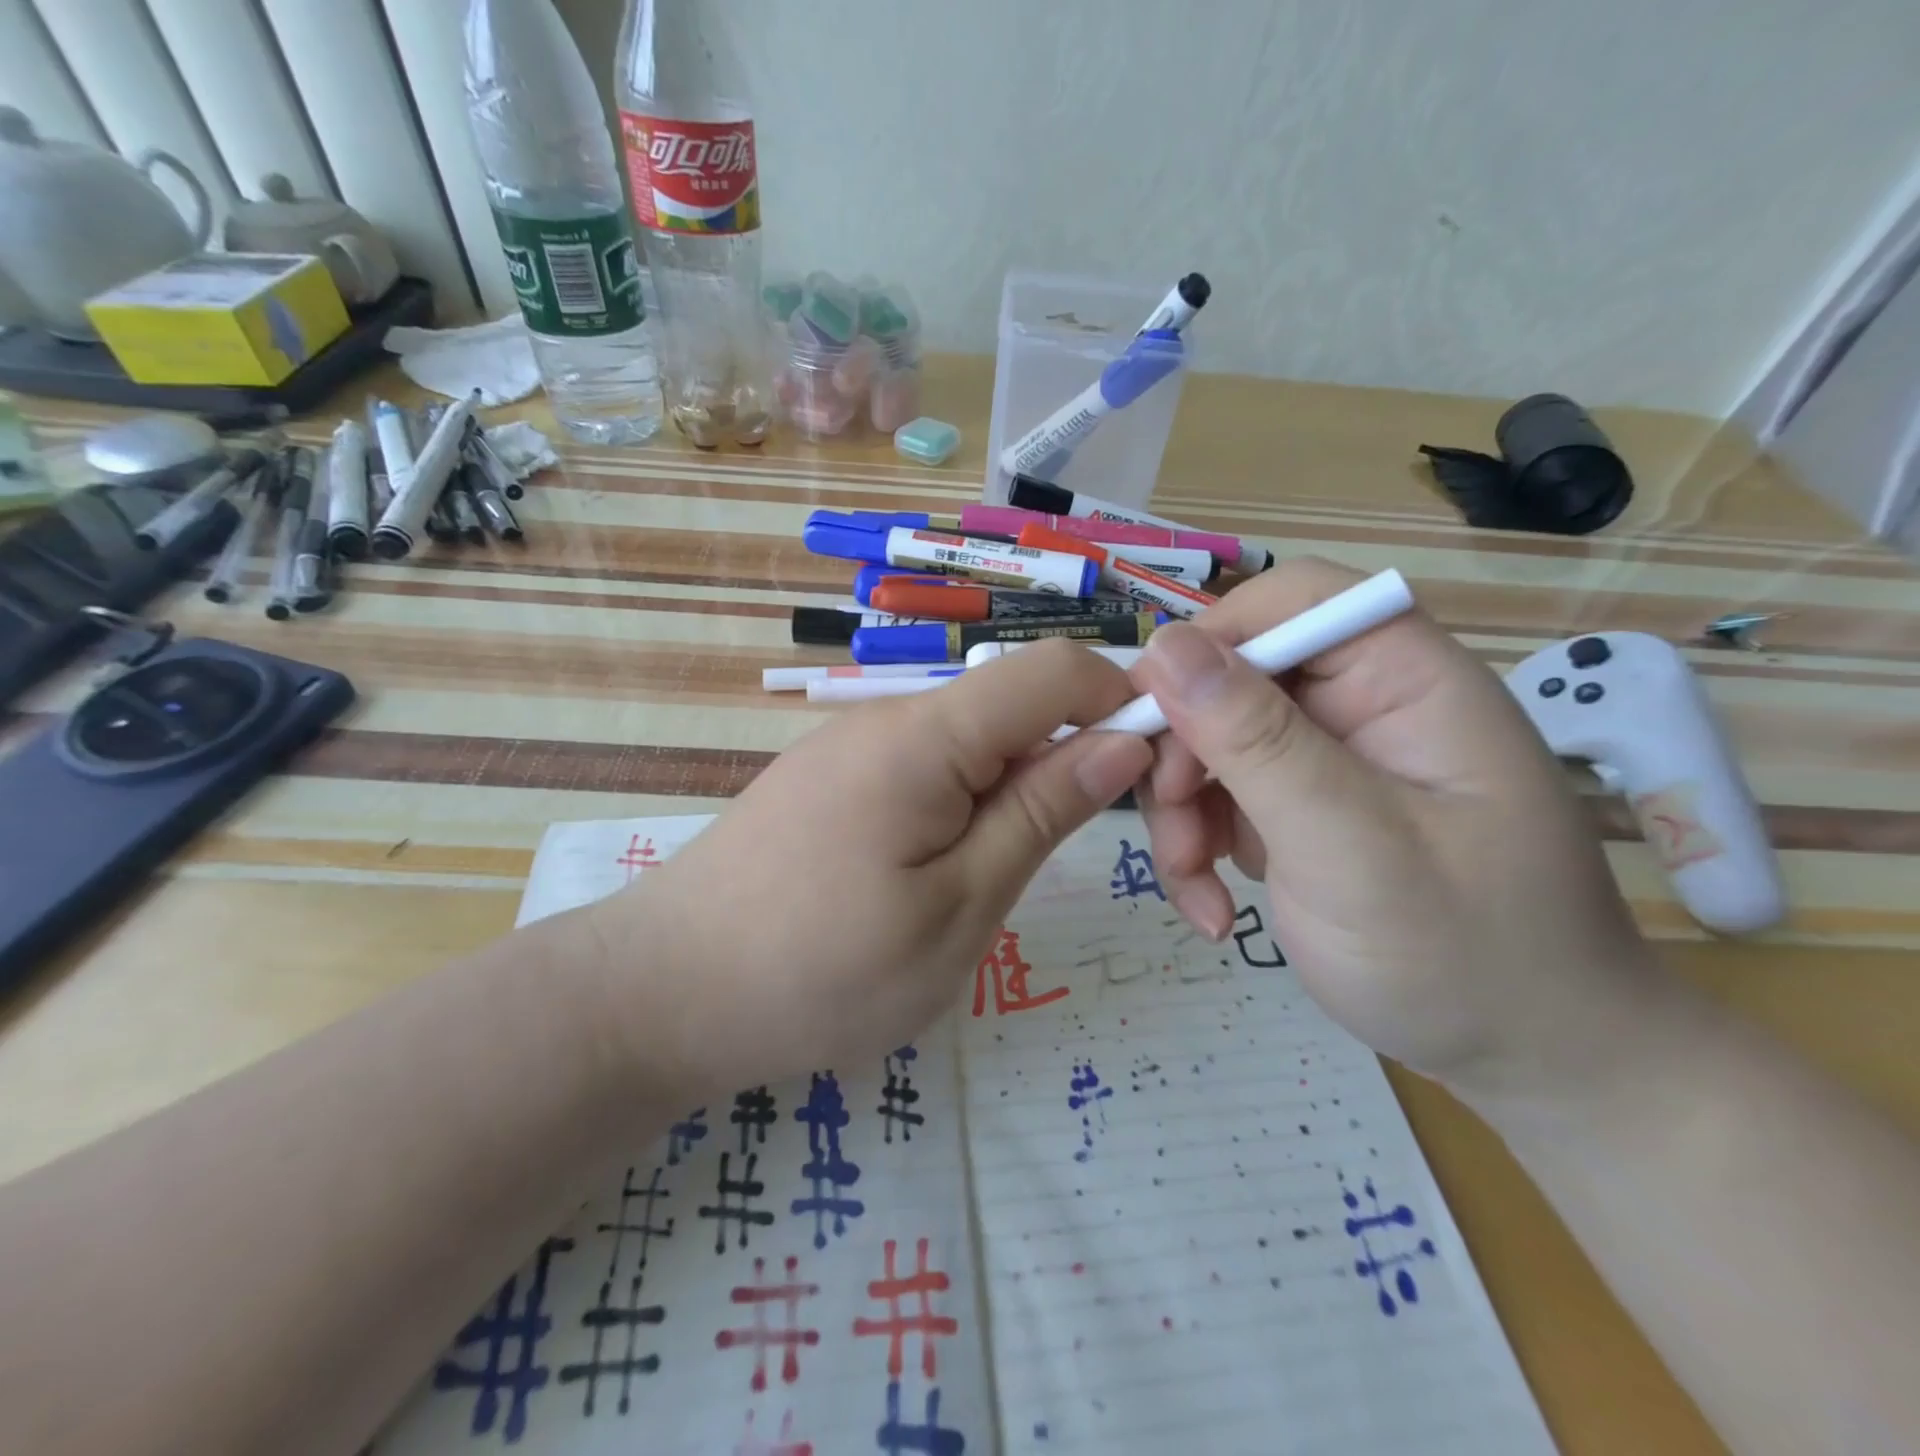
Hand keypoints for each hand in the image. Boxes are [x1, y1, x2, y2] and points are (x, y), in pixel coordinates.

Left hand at [586, 640, 1152, 1096]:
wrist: (659, 995)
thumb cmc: (820, 970)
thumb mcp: (959, 908)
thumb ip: (1041, 813)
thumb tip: (1122, 742)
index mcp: (926, 735)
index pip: (1053, 670)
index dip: (1121, 702)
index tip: (1155, 775)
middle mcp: (887, 719)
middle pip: (1011, 705)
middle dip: (1067, 760)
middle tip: (1073, 856)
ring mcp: (851, 748)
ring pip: (968, 743)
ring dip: (1010, 792)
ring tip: (993, 882)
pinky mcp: (829, 781)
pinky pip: (922, 769)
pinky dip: (960, 806)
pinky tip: (936, 875)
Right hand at [1134, 558, 1680, 1104]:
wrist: (1526, 1061)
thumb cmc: (1466, 954)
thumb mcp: (1351, 847)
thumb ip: (1257, 742)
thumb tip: (1163, 648)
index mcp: (1406, 680)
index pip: (1294, 600)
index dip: (1213, 638)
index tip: (1155, 713)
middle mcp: (1362, 704)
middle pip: (1233, 676)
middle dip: (1184, 748)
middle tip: (1169, 819)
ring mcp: (1325, 759)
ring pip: (1209, 740)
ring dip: (1180, 810)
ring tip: (1196, 884)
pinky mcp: (1297, 807)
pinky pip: (1218, 796)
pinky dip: (1198, 846)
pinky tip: (1214, 907)